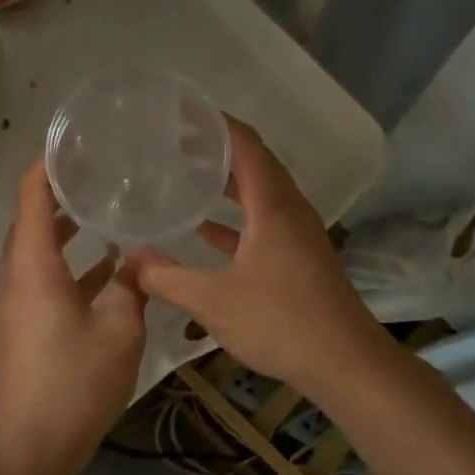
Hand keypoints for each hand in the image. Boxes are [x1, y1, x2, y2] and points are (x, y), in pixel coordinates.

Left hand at [0, 162, 147, 474]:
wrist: (34, 445)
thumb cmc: (76, 381)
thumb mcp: (120, 328)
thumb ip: (131, 286)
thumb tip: (138, 260)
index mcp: (34, 265)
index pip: (33, 195)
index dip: (48, 164)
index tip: (73, 141)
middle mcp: (17, 275)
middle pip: (31, 219)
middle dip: (59, 192)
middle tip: (96, 172)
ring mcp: (16, 301)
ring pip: (37, 249)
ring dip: (64, 229)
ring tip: (102, 211)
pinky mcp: (23, 324)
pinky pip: (42, 276)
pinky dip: (68, 263)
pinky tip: (107, 267)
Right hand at [129, 117, 388, 388]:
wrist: (345, 363)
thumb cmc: (281, 322)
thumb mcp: (213, 301)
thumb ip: (167, 277)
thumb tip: (129, 256)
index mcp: (272, 204)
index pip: (245, 144)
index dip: (215, 123)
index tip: (182, 111)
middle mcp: (288, 208)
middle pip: (254, 161)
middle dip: (217, 147)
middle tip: (174, 140)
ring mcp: (297, 232)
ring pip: (259, 192)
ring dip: (227, 181)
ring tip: (186, 173)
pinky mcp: (299, 255)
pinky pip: (264, 220)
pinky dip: (236, 216)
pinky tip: (205, 229)